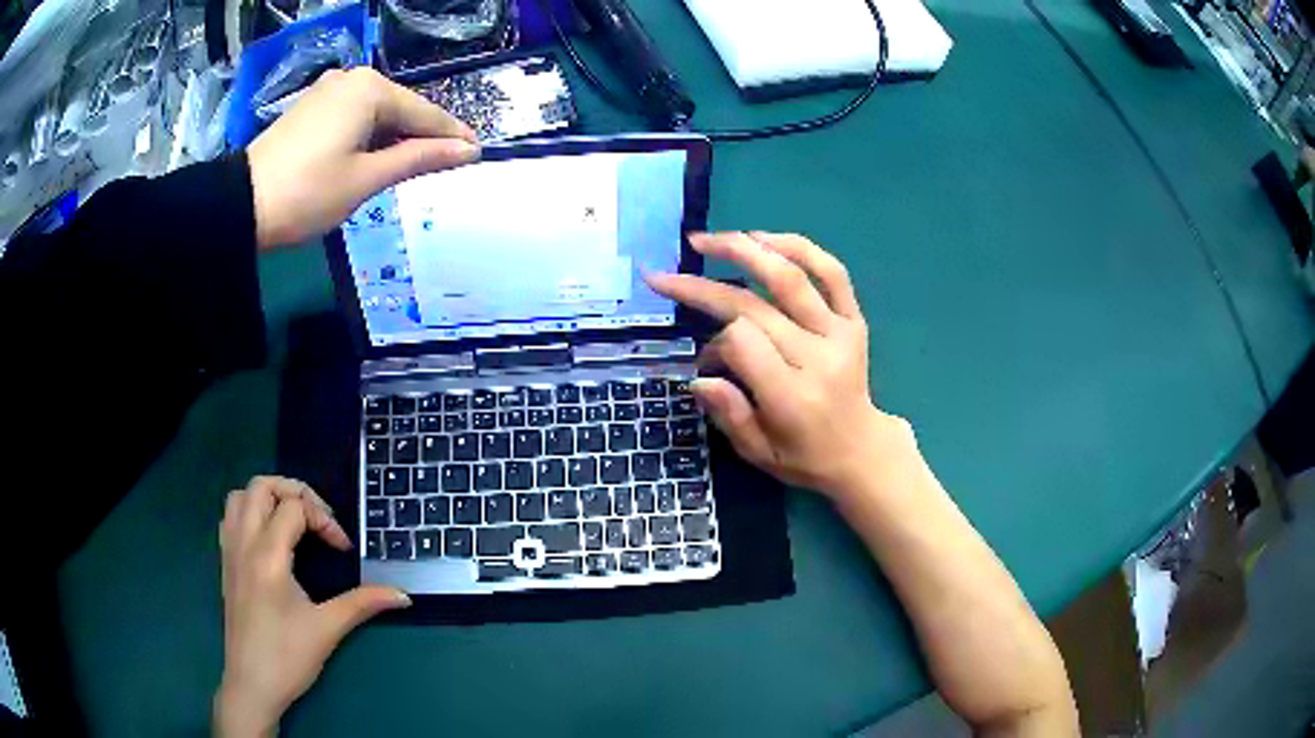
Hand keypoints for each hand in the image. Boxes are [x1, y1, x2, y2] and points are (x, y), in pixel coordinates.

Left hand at [215, 476, 409, 736]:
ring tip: (293, 522)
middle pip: (261, 486)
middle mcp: (243, 543)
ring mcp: (229, 552)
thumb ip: (363, 603)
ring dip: (267, 498)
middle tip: (318, 519)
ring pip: (240, 497)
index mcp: (268, 555)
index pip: (294, 508)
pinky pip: (230, 518)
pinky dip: (250, 513)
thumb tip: (403, 595)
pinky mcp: (225, 565)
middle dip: (294, 492)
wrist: (252, 685)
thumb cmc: (288, 657)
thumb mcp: (328, 629)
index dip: (324, 519)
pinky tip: (268, 540)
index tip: (343, 549)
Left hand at [246, 67, 478, 248]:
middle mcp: (353, 78)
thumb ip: (420, 158)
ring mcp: (329, 90)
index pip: (425, 113)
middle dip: (423, 137)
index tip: (478, 154)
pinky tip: (376, 156)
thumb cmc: (307, 194)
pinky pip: (355, 115)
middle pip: (401, 109)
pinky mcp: (312, 106)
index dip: (453, 136)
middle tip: (445, 167)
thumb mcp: (367, 178)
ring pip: (378, 112)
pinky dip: (371, 135)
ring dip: (396, 138)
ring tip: (413, 167)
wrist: (240, 206)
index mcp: (371, 89)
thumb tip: (468, 149)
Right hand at [647, 232, 910, 500]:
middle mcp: (818, 358)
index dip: (715, 341)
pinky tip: (764, 238)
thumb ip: (729, 415)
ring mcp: (840, 333)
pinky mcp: (855, 320)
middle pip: (754, 306)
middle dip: (702, 287)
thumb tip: (698, 376)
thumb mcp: (758, 454)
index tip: (706, 357)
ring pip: (791, 277)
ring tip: (707, 241)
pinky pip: (832, 273)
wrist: (861, 449)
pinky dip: (799, 248)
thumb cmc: (804, 457)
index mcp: (792, 397)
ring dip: (744, 251)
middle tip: (665, 276)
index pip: (743, 342)